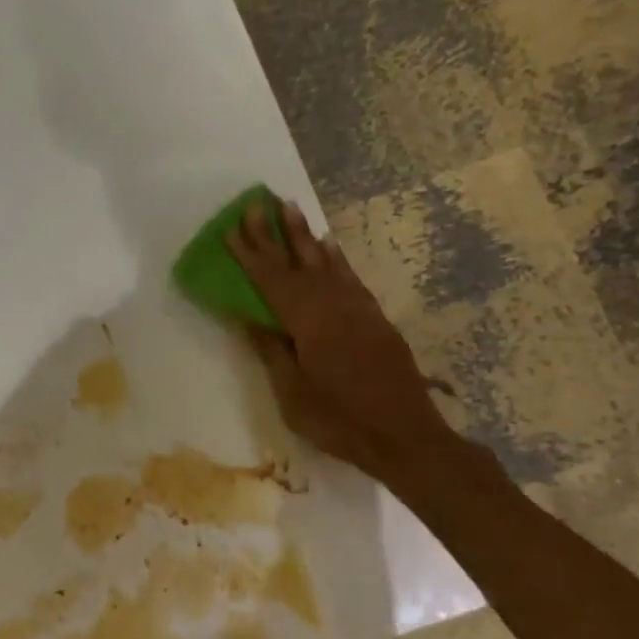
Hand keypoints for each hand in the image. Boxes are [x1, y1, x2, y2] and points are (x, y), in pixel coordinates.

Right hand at [228, 197, 458, 486]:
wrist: (404, 436)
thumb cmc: (339, 420)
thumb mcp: (293, 393)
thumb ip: (273, 351)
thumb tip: (251, 318)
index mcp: (309, 322)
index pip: (272, 280)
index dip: (251, 254)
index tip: (233, 227)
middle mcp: (334, 305)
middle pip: (299, 262)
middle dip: (276, 233)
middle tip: (259, 202)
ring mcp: (359, 310)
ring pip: (327, 263)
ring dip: (306, 236)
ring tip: (291, 208)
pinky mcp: (375, 320)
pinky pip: (349, 277)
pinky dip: (336, 259)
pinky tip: (329, 248)